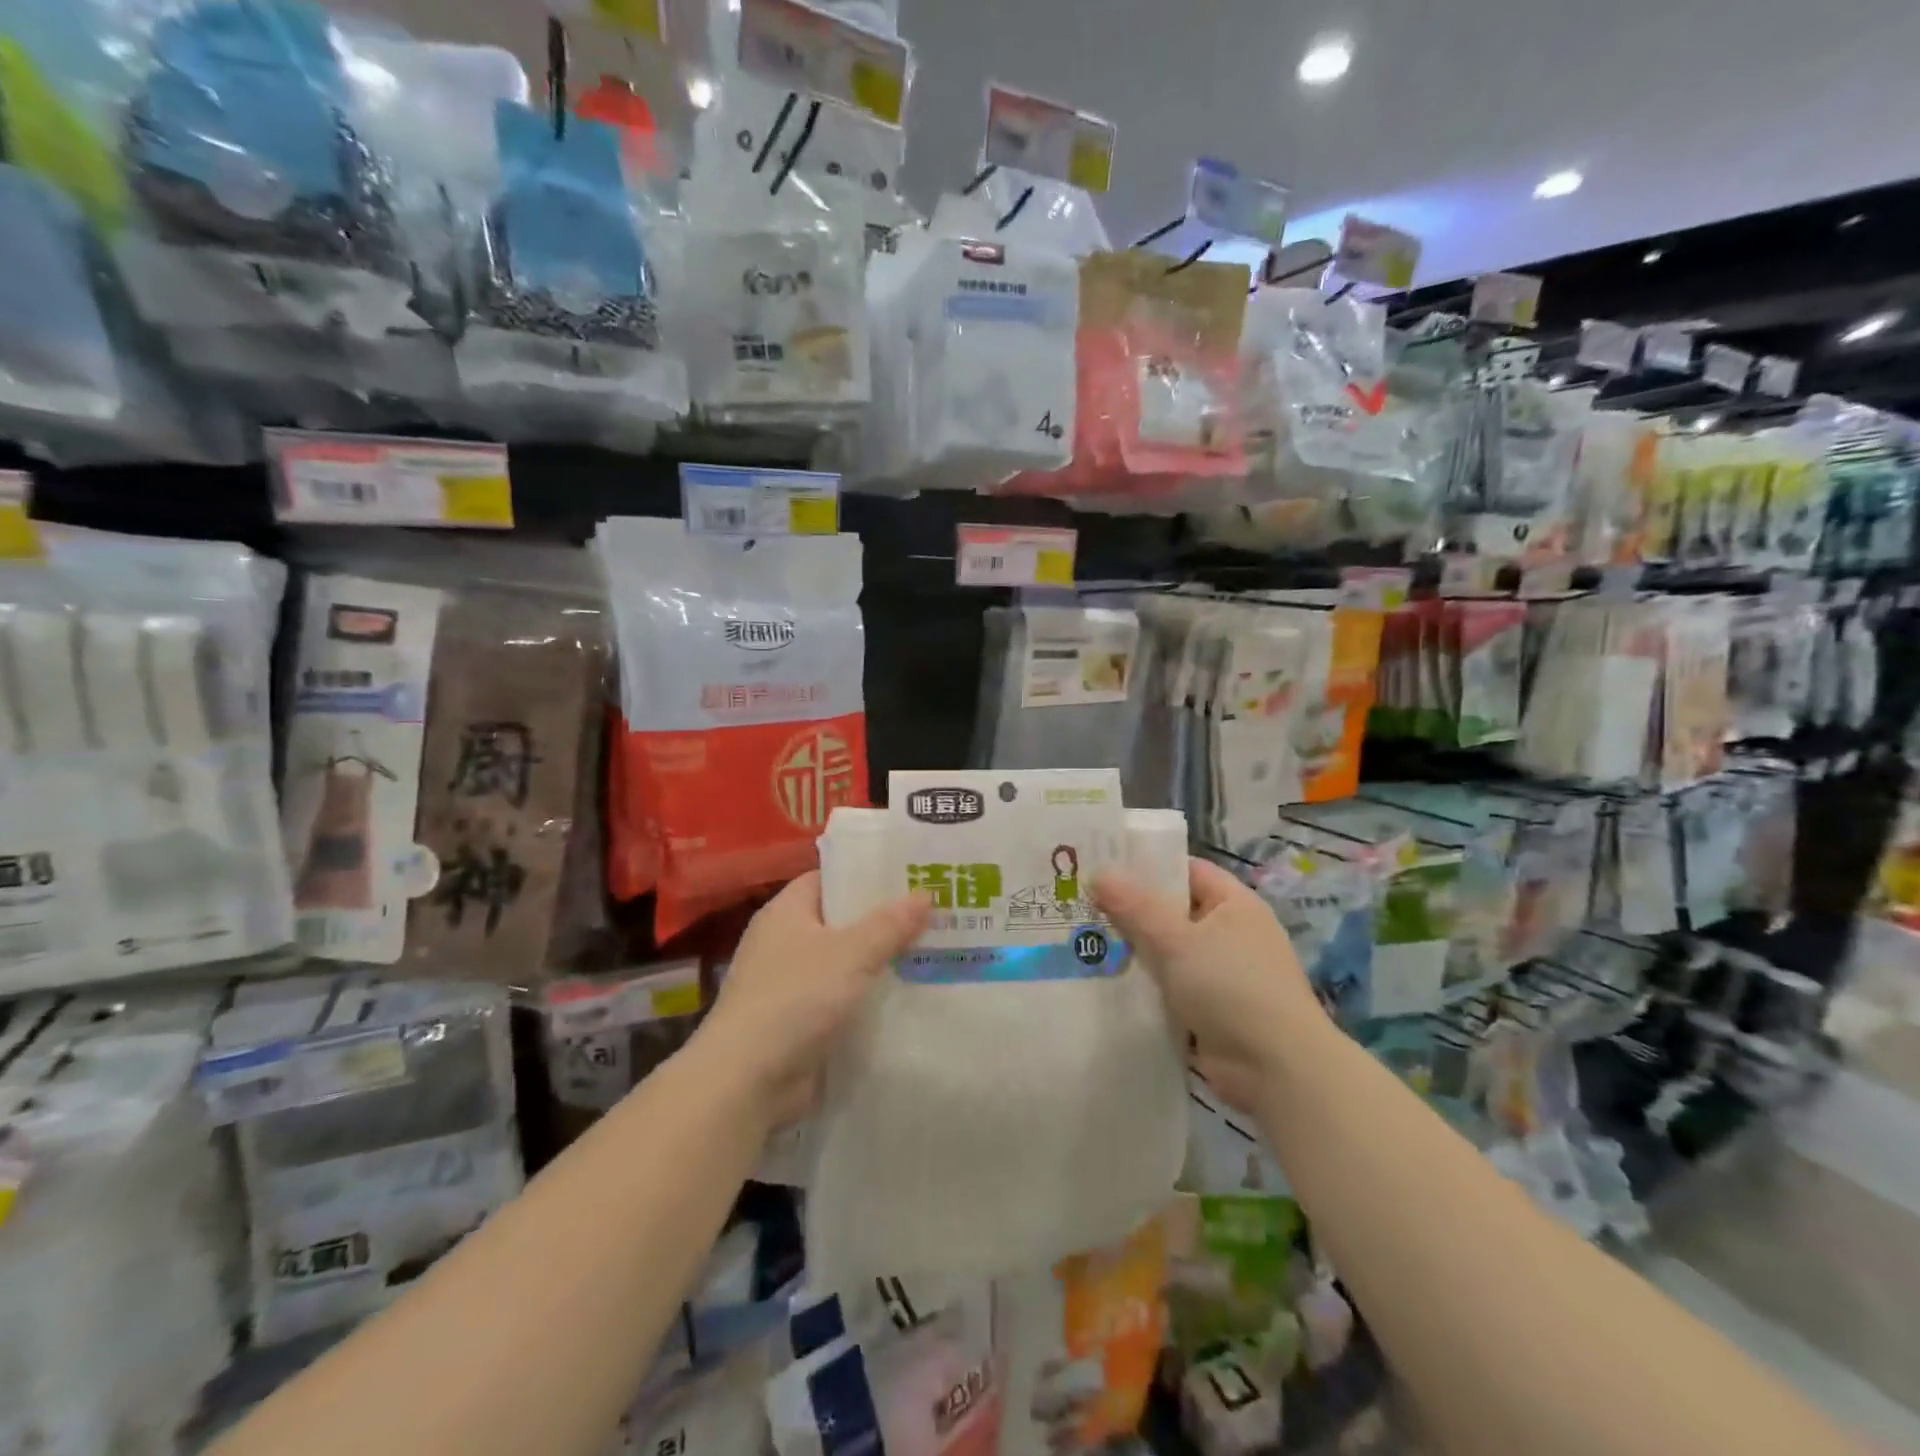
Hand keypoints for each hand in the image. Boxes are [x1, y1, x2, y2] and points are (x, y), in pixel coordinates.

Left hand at [692, 871, 930, 1130]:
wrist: (747, 1081)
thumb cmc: (795, 998)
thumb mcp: (851, 953)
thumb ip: (890, 924)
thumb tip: (925, 893)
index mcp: (786, 912)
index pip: (829, 879)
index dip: (867, 876)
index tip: (910, 876)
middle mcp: (784, 942)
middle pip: (841, 921)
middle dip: (883, 921)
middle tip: (934, 915)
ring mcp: (789, 984)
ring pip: (845, 963)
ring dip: (880, 963)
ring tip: (932, 953)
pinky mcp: (798, 1022)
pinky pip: (841, 1000)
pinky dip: (868, 999)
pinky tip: (908, 998)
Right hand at [1094, 858, 1324, 1112]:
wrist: (1277, 1071)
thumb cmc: (1232, 988)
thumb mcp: (1177, 941)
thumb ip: (1135, 907)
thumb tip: (1098, 872)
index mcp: (1233, 904)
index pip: (1186, 870)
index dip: (1146, 865)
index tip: (1102, 864)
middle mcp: (1230, 933)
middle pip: (1172, 911)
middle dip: (1130, 910)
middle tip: (1081, 903)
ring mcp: (1221, 973)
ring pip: (1167, 951)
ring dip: (1133, 950)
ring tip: (1081, 940)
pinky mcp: (1210, 1009)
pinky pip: (1169, 986)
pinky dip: (1144, 984)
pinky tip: (1104, 982)